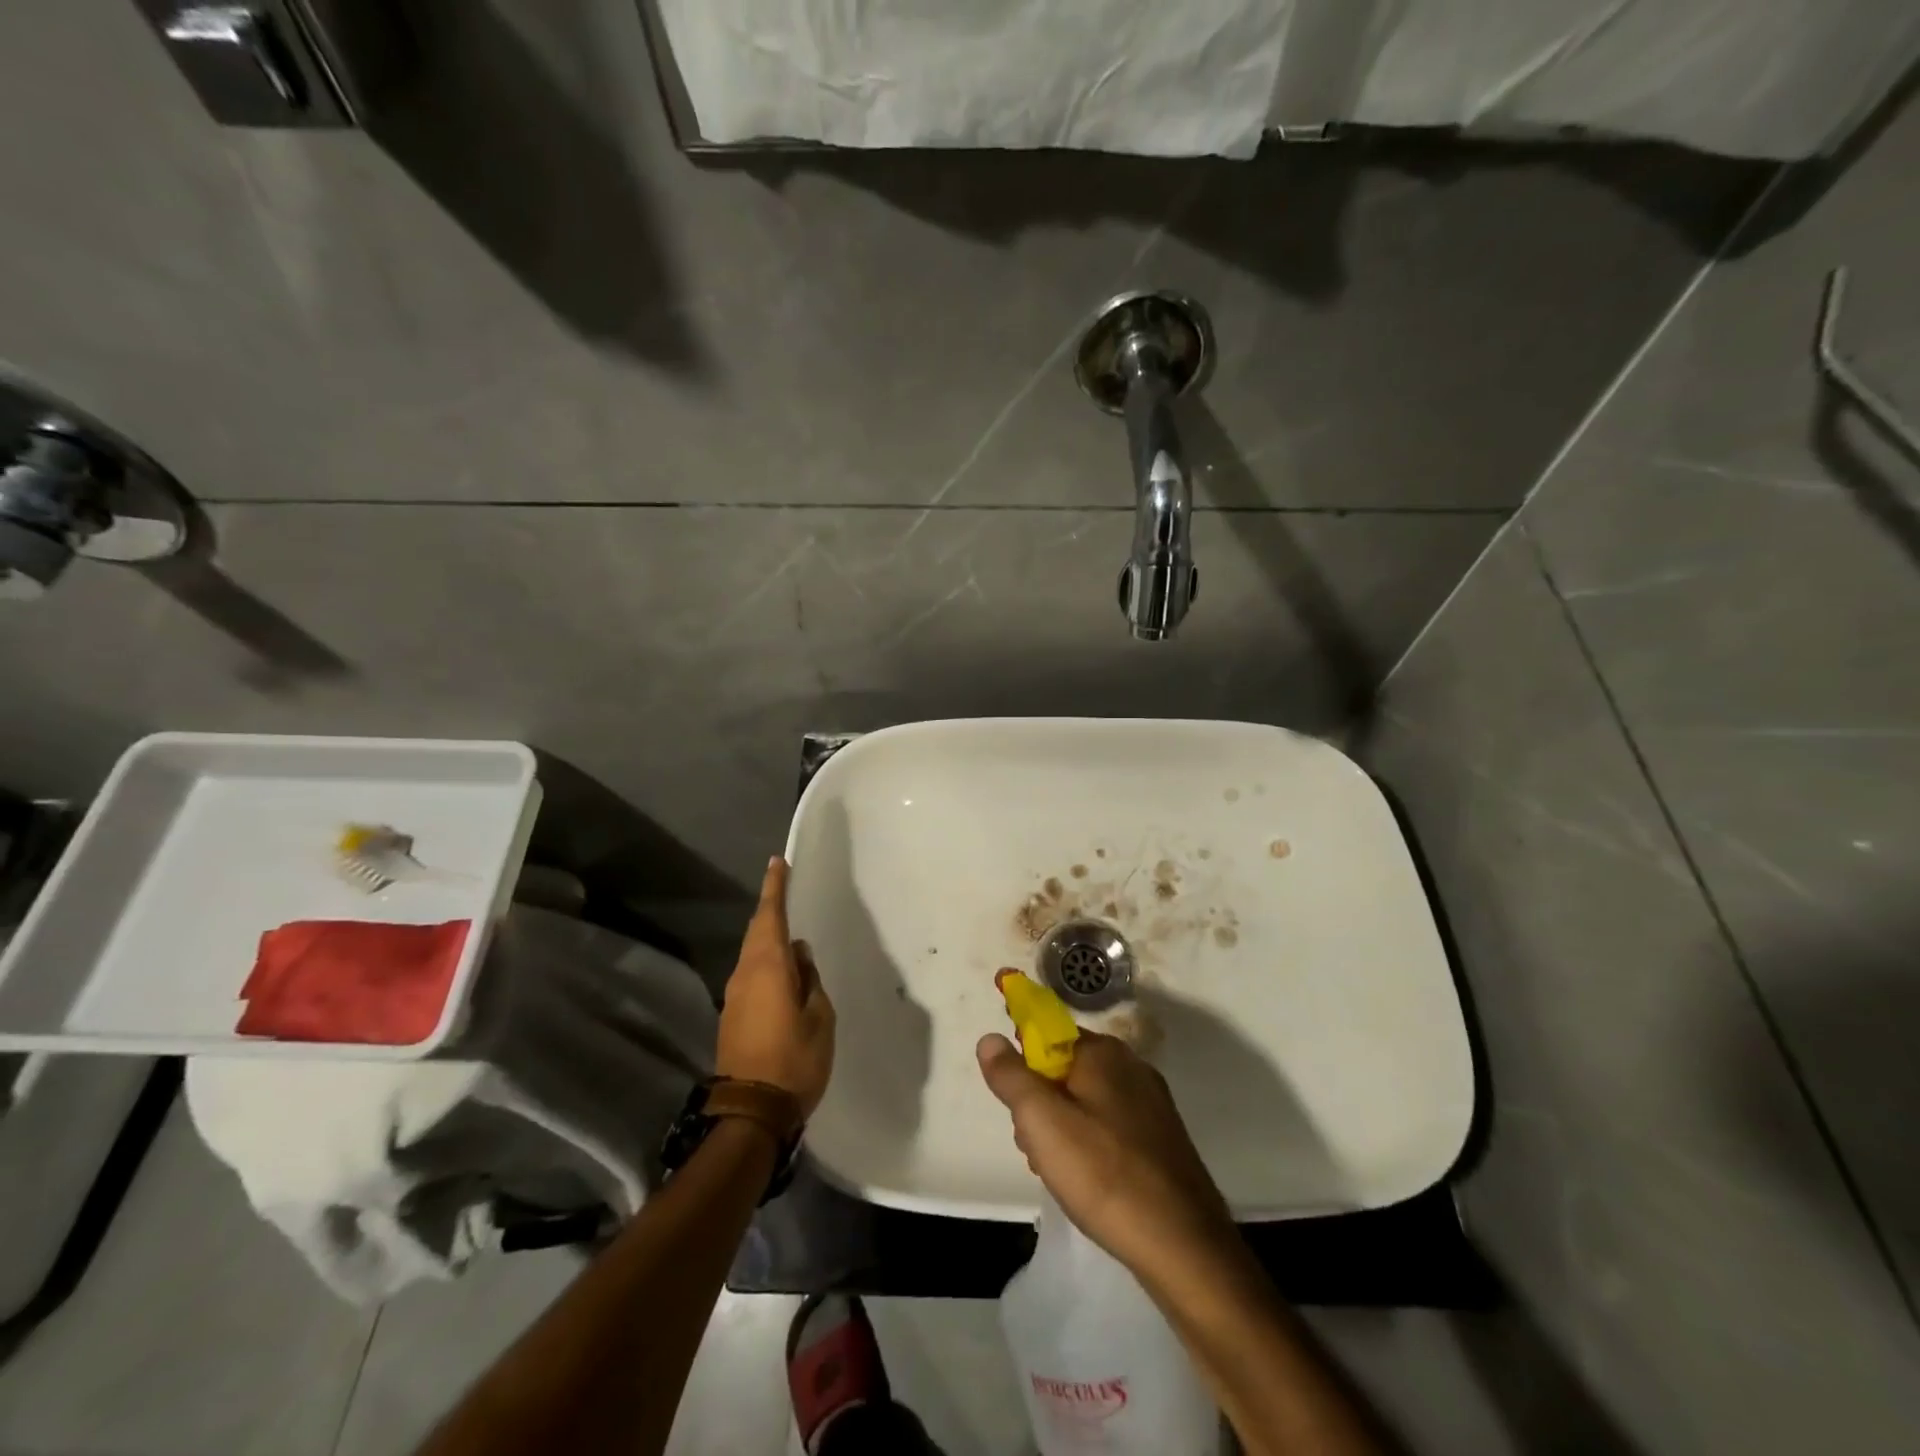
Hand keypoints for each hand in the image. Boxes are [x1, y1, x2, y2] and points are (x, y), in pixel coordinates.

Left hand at [716, 858, 835, 1117]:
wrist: (751, 1112)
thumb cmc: (795, 1060)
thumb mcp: (819, 1017)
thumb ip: (810, 980)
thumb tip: (799, 954)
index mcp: (767, 967)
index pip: (770, 915)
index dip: (774, 887)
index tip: (777, 862)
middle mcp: (745, 974)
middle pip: (757, 932)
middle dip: (771, 909)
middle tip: (786, 890)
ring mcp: (735, 996)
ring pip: (752, 954)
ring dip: (769, 938)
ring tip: (791, 934)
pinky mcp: (732, 1016)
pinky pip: (751, 975)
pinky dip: (766, 963)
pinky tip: (783, 972)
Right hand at [977, 1030, 1235, 1280]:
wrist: (1185, 1246)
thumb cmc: (1105, 1175)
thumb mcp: (1043, 1123)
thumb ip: (1012, 1077)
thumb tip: (990, 1038)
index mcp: (1102, 1052)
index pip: (1048, 1025)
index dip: (1020, 1031)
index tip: (1001, 1046)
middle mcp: (1129, 1066)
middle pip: (1063, 1065)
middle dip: (1037, 1095)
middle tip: (1028, 1138)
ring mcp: (1149, 1102)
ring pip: (1084, 1097)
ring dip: (1059, 1123)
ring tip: (1054, 1168)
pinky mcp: (1160, 1137)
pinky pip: (1107, 1122)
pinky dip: (1086, 1139)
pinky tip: (1084, 1179)